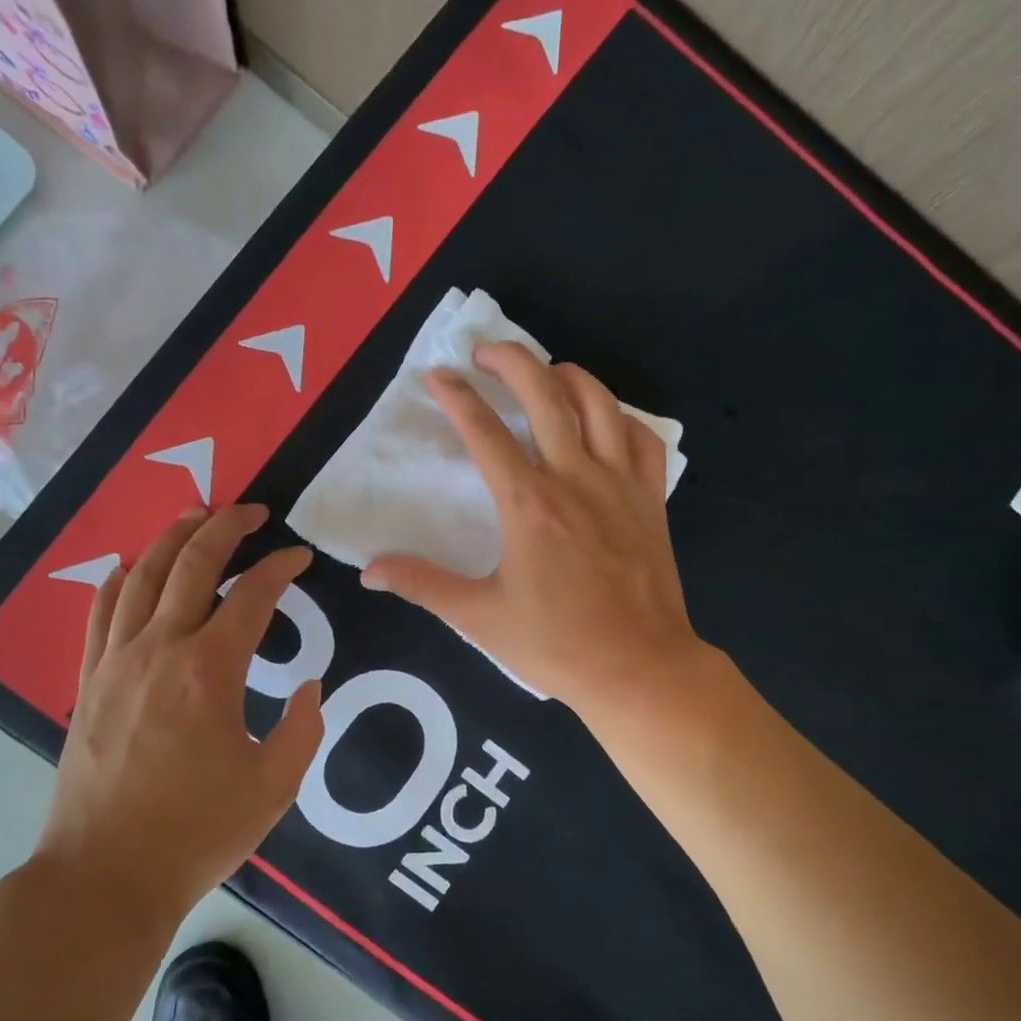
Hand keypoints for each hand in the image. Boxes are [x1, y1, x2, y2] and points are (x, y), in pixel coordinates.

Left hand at [35, 505, 324, 919]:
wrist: (103, 877)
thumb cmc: (197, 833)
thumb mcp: (274, 787)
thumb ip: (302, 729)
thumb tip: (309, 687)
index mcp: (210, 670)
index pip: (253, 595)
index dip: (281, 567)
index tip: (300, 558)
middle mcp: (160, 649)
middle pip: (192, 564)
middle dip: (225, 527)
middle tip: (251, 510)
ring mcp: (116, 662)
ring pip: (143, 576)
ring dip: (172, 538)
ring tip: (196, 515)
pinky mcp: (89, 683)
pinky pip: (100, 614)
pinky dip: (119, 581)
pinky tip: (131, 568)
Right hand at [362, 341, 703, 718]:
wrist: (639, 667)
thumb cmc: (557, 644)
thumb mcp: (480, 617)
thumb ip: (423, 585)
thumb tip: (369, 570)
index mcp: (528, 504)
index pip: (485, 433)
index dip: (457, 398)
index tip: (438, 376)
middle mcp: (575, 478)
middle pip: (545, 394)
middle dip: (511, 361)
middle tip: (485, 352)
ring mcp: (620, 484)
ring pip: (599, 402)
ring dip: (567, 375)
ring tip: (544, 372)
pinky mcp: (651, 498)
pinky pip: (643, 437)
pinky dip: (621, 416)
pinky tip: (604, 420)